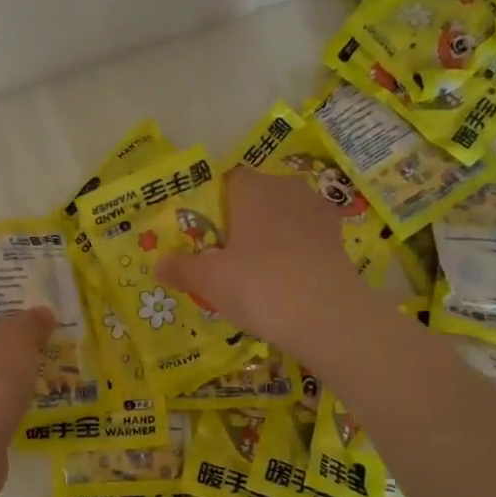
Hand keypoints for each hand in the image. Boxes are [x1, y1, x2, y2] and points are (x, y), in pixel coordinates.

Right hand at [155, 167, 374, 355]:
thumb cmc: (259, 285)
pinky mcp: (337, 237)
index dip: (213, 204)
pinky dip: (293, 250)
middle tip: (224, 254)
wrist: (328, 316)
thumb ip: (182, 268)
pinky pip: (304, 236)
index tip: (203, 232)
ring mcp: (317, 211)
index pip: (228, 180)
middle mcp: (286, 188)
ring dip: (269, 235)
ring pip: (283, 216)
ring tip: (254, 269)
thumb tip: (157, 265)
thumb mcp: (209, 280)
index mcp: (252, 187)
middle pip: (256, 197)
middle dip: (241, 219)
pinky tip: (283, 277)